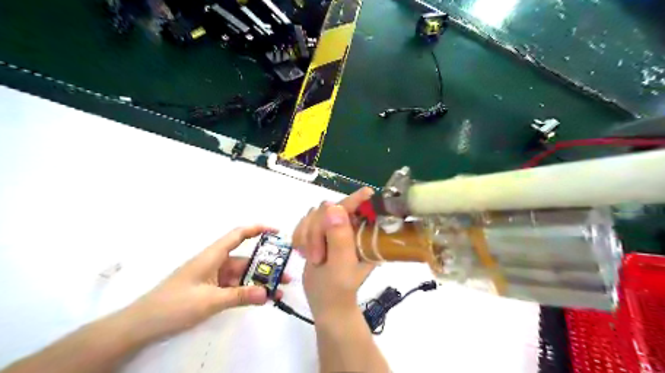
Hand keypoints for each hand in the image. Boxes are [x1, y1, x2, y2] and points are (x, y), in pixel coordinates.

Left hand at [124, 225, 291, 341]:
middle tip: (286, 275)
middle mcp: (215, 263)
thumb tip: (268, 293)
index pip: (238, 235)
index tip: (277, 232)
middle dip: (266, 266)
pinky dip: (248, 292)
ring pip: (242, 276)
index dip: (258, 229)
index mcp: (212, 256)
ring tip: (279, 291)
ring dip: (259, 282)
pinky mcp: (211, 291)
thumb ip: (240, 296)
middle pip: (245, 259)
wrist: (141, 326)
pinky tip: (261, 299)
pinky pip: (235, 288)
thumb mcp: (209, 301)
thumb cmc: (173, 305)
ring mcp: (214, 278)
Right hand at [293, 189, 375, 320]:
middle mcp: (349, 227)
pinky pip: (303, 223)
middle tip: (317, 256)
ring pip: (313, 215)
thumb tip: (334, 207)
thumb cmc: (338, 289)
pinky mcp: (318, 231)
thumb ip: (339, 239)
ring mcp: (333, 228)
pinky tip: (304, 252)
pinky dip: (299, 237)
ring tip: (313, 258)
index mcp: (361, 235)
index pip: (359, 209)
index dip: (358, 199)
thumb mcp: (341, 266)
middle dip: (317, 231)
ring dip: (307, 236)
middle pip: (328, 209)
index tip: (366, 192)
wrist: (324, 302)